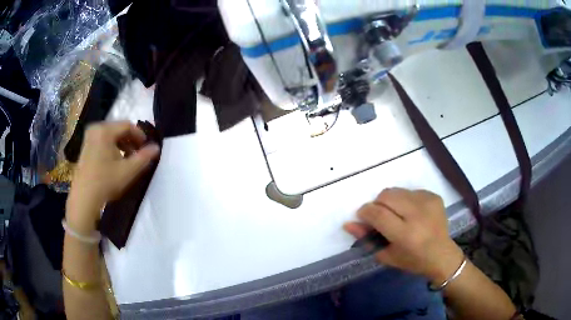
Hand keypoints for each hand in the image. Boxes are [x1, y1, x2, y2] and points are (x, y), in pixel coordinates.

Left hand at [66, 121, 159, 232]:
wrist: (83, 198)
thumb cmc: (105, 182)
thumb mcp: (128, 171)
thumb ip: (144, 157)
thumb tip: (156, 147)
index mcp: (105, 130)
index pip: (127, 125)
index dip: (140, 135)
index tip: (146, 147)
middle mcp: (96, 128)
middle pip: (118, 129)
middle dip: (130, 140)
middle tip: (137, 154)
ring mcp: (89, 137)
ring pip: (111, 135)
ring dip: (122, 144)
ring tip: (127, 159)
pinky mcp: (85, 146)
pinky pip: (103, 140)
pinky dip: (112, 147)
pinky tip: (115, 161)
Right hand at [344, 188, 463, 284]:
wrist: (442, 254)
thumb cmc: (412, 260)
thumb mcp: (386, 255)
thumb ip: (366, 238)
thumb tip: (348, 223)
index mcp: (406, 235)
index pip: (378, 214)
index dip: (365, 212)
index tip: (362, 216)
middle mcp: (418, 215)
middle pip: (386, 195)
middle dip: (377, 204)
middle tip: (380, 217)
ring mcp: (428, 202)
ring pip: (397, 191)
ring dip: (390, 201)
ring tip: (397, 215)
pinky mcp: (434, 196)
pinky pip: (410, 191)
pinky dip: (404, 200)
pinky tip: (411, 213)